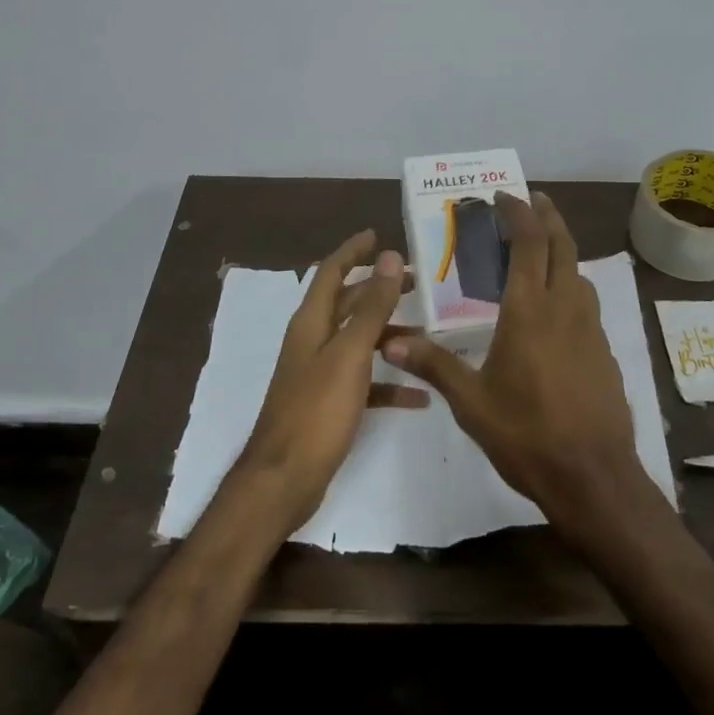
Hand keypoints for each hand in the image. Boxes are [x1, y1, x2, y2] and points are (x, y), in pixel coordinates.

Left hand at [234, 229, 404, 533]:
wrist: (285, 479)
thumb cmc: (316, 410)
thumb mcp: (350, 353)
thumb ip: (372, 306)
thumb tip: (390, 256)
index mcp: (312, 322)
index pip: (332, 272)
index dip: (353, 251)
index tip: (378, 235)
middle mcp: (314, 341)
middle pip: (349, 303)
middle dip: (380, 289)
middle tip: (418, 282)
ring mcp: (321, 373)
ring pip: (360, 342)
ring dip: (390, 334)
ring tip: (429, 333)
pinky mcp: (330, 403)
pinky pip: (366, 382)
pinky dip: (390, 382)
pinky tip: (421, 394)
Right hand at [381, 193, 645, 530]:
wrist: (593, 476)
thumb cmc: (527, 434)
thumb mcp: (471, 402)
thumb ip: (433, 365)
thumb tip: (390, 341)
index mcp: (529, 311)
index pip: (528, 244)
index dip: (518, 213)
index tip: (503, 197)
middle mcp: (565, 308)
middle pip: (562, 245)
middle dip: (548, 216)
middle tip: (532, 200)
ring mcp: (590, 329)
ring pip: (578, 273)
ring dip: (561, 250)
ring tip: (540, 249)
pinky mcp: (604, 351)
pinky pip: (586, 303)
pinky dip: (569, 286)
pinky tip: (555, 309)